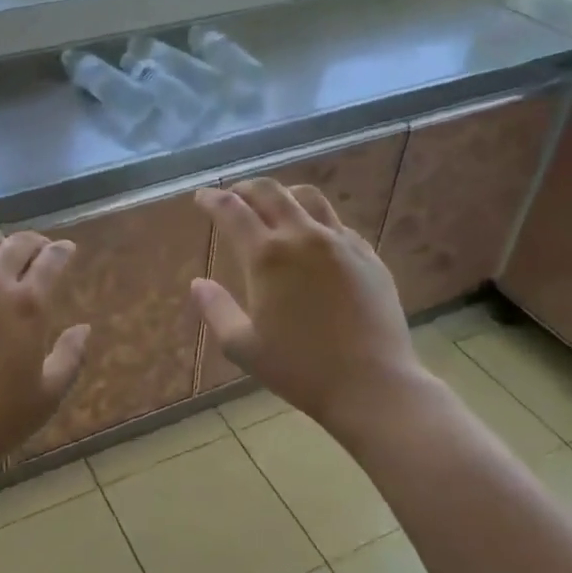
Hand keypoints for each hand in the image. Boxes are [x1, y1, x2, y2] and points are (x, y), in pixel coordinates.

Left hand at [0, 229, 90, 500]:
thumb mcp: (47, 397)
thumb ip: (70, 357)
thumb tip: (84, 328)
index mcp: (28, 305)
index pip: (52, 260)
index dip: (62, 251)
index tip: (66, 250)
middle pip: (18, 244)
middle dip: (34, 243)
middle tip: (38, 251)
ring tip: (0, 254)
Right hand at [193, 180, 429, 446]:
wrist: (374, 385)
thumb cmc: (300, 369)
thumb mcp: (242, 347)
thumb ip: (215, 309)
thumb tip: (197, 283)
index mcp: (267, 256)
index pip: (232, 210)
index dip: (211, 199)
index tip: (201, 197)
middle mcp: (303, 236)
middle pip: (270, 191)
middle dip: (245, 188)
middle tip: (232, 195)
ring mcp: (341, 242)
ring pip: (308, 197)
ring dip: (283, 194)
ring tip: (273, 206)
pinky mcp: (368, 255)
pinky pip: (336, 223)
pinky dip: (315, 220)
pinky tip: (312, 239)